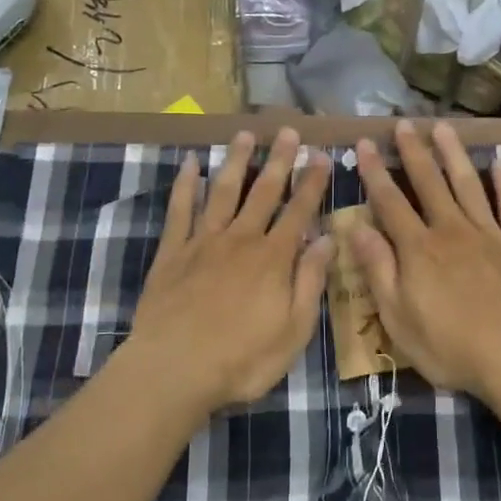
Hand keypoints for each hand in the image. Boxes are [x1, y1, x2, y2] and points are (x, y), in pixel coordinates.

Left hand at [120, 127, 332, 417]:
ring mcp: (203, 242)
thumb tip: (327, 239)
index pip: (299, 211)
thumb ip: (310, 281)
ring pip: (223, 191)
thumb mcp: (293, 330)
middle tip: (288, 131)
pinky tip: (190, 163)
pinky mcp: (172, 252)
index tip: (321, 155)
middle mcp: (241, 239)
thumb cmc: (242, 359)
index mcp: (274, 258)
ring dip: (236, 161)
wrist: (174, 369)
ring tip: (245, 134)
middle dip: (279, 160)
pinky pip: (180, 210)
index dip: (312, 182)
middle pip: (263, 192)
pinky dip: (185, 185)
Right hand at [351, 120, 500, 399]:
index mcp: (418, 249)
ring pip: (467, 183)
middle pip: (429, 183)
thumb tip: (356, 228)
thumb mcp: (398, 318)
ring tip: (443, 127)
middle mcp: (451, 230)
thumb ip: (378, 270)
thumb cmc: (451, 346)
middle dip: (413, 151)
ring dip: (453, 154)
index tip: (365, 143)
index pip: (389, 202)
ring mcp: (489, 234)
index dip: (374, 172)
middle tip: (403, 123)